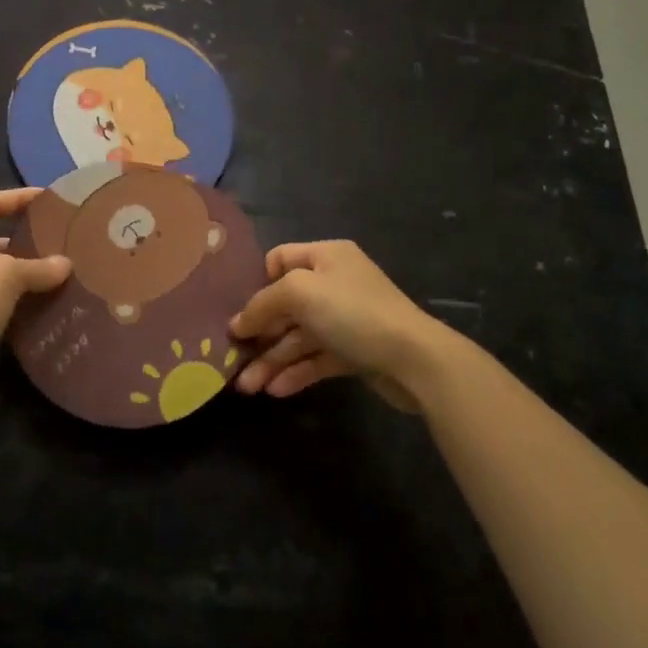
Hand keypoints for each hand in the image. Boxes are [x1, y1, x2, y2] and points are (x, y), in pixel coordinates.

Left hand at [0, 188, 71, 406]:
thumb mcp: (4, 277)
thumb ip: (38, 267)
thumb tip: (65, 265)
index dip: (20, 198)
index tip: (51, 199)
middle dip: (27, 243)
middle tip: (63, 245)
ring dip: (25, 277)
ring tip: (62, 277)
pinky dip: (18, 304)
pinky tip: (45, 308)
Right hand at [229, 240, 452, 403]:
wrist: (414, 359)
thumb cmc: (353, 312)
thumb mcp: (299, 293)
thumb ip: (262, 304)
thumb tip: (236, 324)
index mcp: (326, 256)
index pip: (279, 259)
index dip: (257, 283)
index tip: (239, 311)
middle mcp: (335, 283)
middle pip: (285, 304)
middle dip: (259, 332)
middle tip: (233, 357)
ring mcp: (345, 319)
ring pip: (298, 337)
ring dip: (272, 359)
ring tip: (247, 387)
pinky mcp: (354, 352)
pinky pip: (316, 358)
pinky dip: (296, 372)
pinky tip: (275, 391)